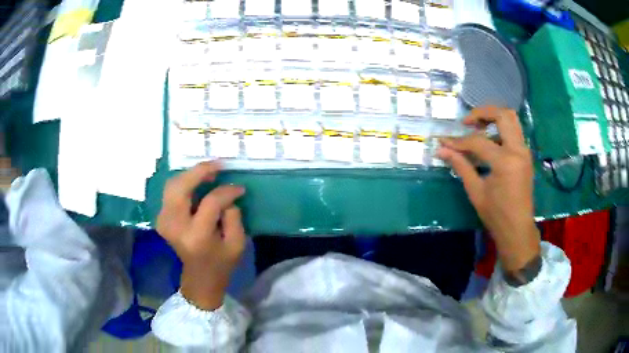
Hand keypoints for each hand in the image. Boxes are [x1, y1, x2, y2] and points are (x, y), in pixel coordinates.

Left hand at [157, 161, 245, 309]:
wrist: (199, 277)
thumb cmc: (221, 263)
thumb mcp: (237, 244)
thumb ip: (233, 216)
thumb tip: (227, 194)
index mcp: (196, 236)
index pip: (210, 202)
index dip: (227, 191)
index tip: (239, 189)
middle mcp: (175, 226)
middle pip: (180, 187)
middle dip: (199, 171)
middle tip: (218, 166)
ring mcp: (164, 221)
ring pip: (172, 185)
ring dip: (190, 175)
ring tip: (209, 172)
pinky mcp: (161, 218)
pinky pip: (170, 191)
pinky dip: (183, 183)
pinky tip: (197, 182)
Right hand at [438, 106, 540, 272]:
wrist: (518, 229)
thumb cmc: (496, 215)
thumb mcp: (476, 191)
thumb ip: (461, 166)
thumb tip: (441, 150)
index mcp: (505, 161)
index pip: (478, 141)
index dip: (459, 141)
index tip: (444, 142)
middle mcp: (518, 150)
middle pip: (503, 115)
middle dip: (483, 113)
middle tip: (467, 122)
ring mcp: (524, 152)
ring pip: (512, 120)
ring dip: (494, 118)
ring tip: (478, 127)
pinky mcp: (525, 156)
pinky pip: (514, 132)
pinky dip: (501, 129)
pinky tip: (490, 141)